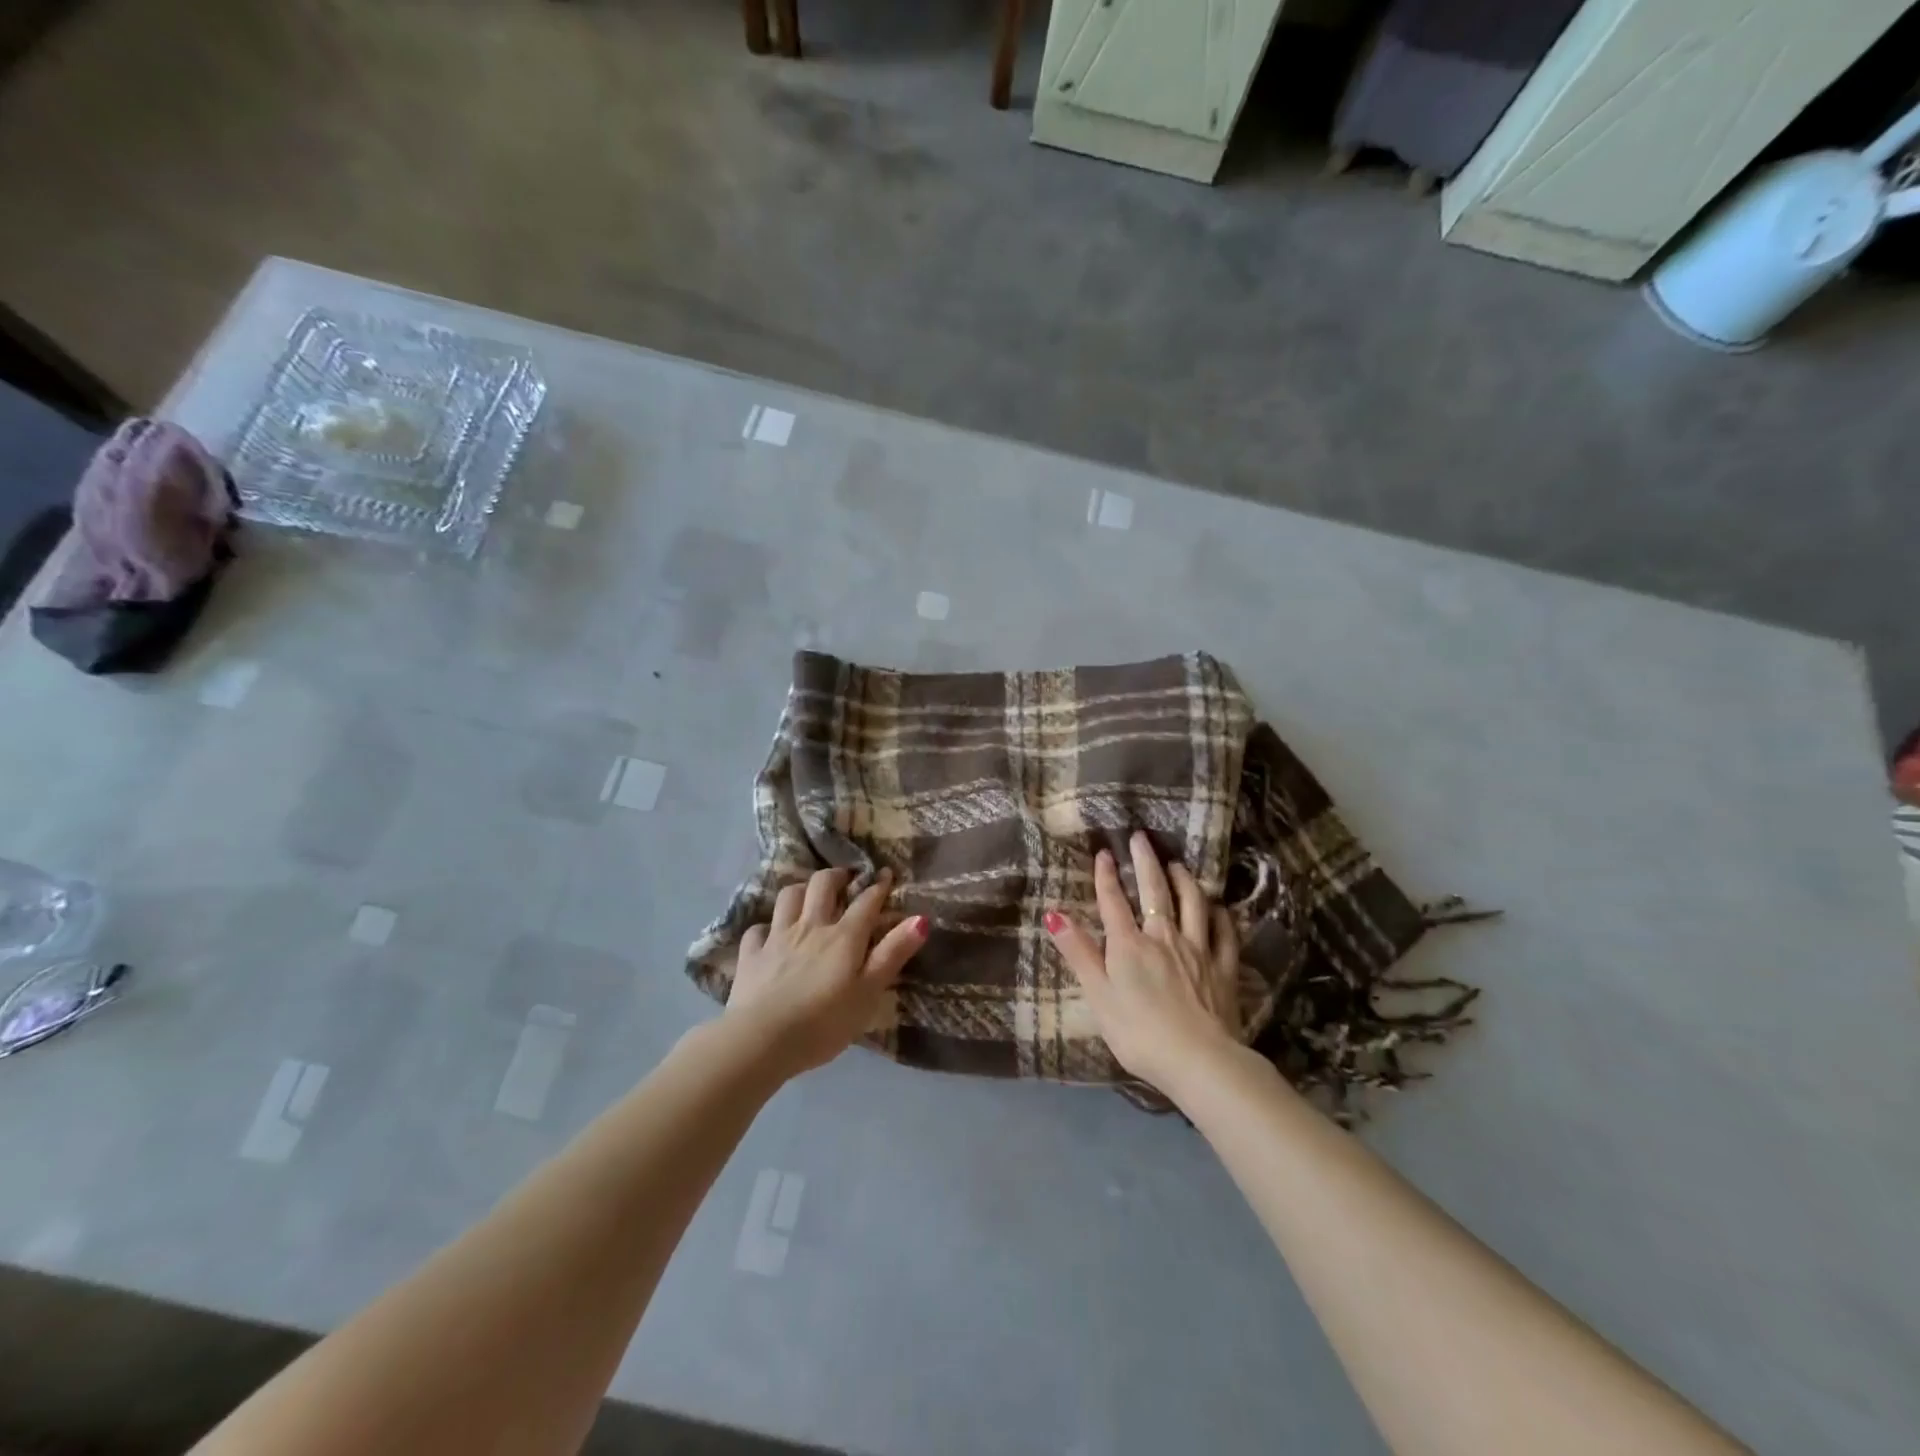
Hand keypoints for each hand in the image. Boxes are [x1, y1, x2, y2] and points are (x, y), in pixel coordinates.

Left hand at [726, 867, 928, 1077]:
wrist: (761, 1040)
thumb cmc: (824, 1022)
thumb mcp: (869, 992)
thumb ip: (893, 954)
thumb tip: (921, 918)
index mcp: (843, 936)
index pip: (865, 901)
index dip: (878, 885)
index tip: (886, 874)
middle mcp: (810, 926)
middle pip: (822, 885)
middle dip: (837, 876)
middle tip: (846, 879)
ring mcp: (777, 938)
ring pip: (789, 897)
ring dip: (802, 889)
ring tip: (809, 894)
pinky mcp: (751, 955)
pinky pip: (757, 930)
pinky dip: (766, 927)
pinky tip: (769, 934)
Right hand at [1045, 831, 1241, 1097]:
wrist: (1199, 1061)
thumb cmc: (1139, 1033)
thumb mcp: (1098, 996)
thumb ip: (1079, 953)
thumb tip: (1053, 914)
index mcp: (1129, 945)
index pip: (1114, 901)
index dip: (1107, 875)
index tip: (1105, 852)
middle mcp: (1164, 936)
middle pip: (1154, 890)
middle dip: (1146, 861)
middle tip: (1141, 838)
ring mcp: (1198, 949)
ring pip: (1192, 902)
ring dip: (1184, 879)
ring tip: (1177, 864)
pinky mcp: (1224, 967)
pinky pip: (1224, 932)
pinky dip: (1219, 914)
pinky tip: (1217, 906)